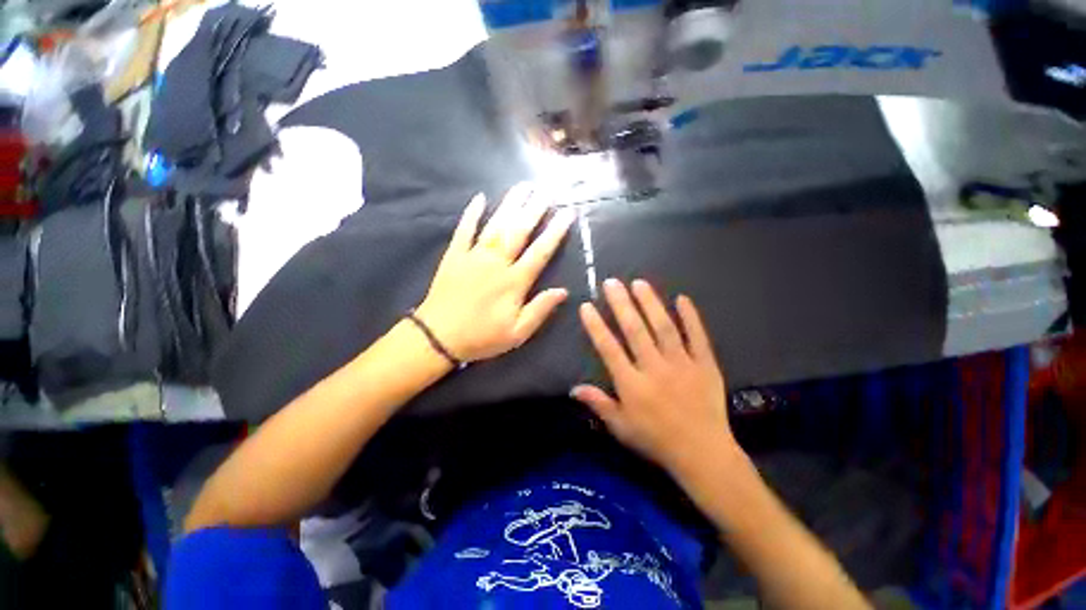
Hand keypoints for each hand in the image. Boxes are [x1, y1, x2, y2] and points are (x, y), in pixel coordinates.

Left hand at [415, 184, 575, 362]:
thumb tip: (563, 291)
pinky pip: (464, 230)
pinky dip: (472, 213)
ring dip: (510, 204)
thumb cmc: (481, 337)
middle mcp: (496, 263)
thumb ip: (540, 310)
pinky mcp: (454, 255)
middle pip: (519, 231)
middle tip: (547, 190)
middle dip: (535, 209)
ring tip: (524, 186)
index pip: (540, 252)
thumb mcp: (517, 333)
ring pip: (496, 224)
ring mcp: (474, 256)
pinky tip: (479, 198)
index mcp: (514, 282)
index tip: (568, 213)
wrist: (438, 337)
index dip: (556, 232)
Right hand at [572, 279, 737, 473]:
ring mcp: (682, 364)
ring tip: (639, 283)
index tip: (587, 306)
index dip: (596, 326)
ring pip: (663, 328)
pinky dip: (691, 317)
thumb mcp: (621, 427)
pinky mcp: (705, 365)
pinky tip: (682, 298)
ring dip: (650, 303)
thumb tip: (573, 388)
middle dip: (621, 304)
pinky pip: (698, 337)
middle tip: (612, 282)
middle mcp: (654, 368)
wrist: (703, 454)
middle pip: (635, 330)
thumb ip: (598, 404)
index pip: (609, 348)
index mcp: (632, 384)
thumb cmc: (656, 440)